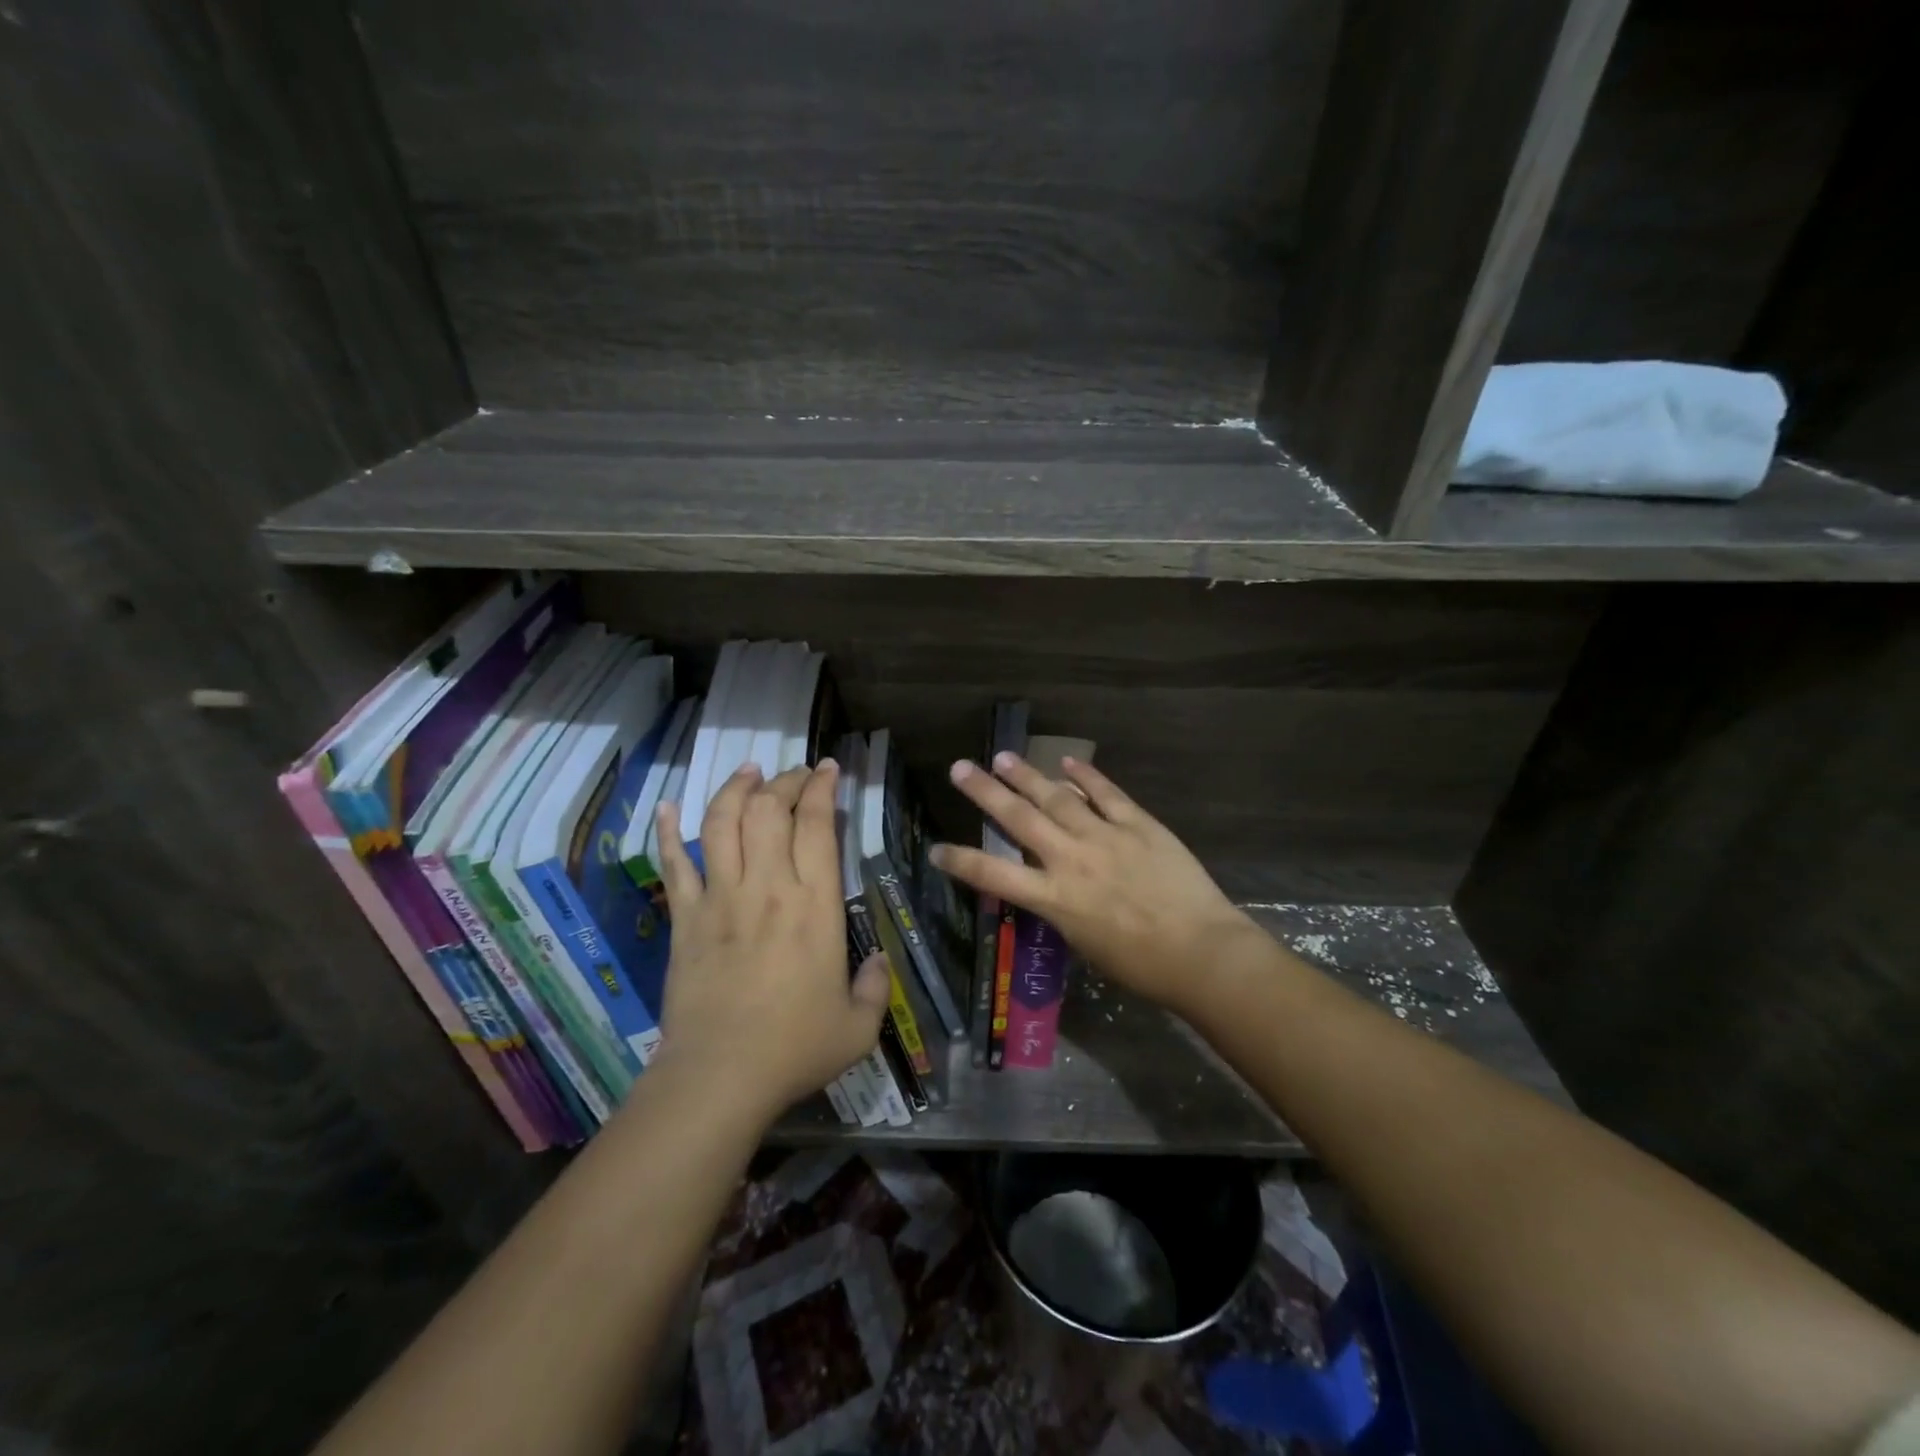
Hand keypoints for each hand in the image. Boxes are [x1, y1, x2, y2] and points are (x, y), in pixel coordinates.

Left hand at [652, 761, 889, 1125]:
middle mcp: (767, 887)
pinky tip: (667, 805)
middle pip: (768, 810)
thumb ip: (875, 987)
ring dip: (735, 789)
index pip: (817, 825)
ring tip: (748, 771)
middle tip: (795, 774)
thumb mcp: (858, 1026)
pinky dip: (668, 831)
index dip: (822, 788)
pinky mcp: (684, 918)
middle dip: (784, 781)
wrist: (719, 1077)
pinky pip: (673, 864)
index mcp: (814, 905)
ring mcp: (720, 898)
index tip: (828, 768)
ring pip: (722, 823)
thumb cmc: (794, 1049)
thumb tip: (876, 962)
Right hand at [931, 754, 1257, 1016]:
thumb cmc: (1141, 965)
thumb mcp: (1084, 942)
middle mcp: (1070, 860)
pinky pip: (1107, 794)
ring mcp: (1105, 837)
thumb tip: (1051, 883)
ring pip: (1057, 798)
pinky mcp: (1138, 824)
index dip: (960, 861)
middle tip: (960, 768)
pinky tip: (1068, 762)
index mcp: (1054, 899)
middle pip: (1018, 819)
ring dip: (1027, 776)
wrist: (1200, 952)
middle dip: (985, 792)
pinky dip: (1086, 776)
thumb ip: (1062, 907)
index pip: (992, 875)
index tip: (935, 848)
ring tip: (1003, 757)